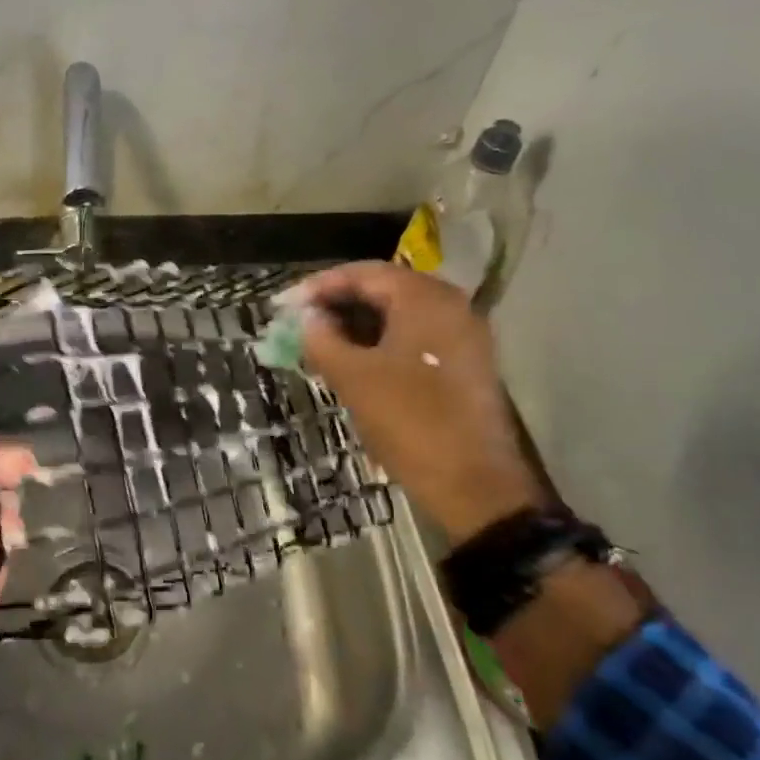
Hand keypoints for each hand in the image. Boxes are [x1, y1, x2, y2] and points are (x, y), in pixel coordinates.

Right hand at [291, 262, 541, 541]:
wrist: (474, 486)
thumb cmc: (410, 422)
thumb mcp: (353, 378)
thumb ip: (322, 338)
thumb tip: (305, 318)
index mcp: (425, 299)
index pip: (363, 273)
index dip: (319, 286)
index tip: (285, 306)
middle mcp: (450, 305)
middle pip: (383, 289)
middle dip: (337, 304)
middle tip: (299, 323)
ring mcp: (462, 335)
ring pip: (398, 315)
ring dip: (357, 325)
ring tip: (319, 343)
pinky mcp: (465, 363)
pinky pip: (414, 337)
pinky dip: (380, 342)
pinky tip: (352, 361)